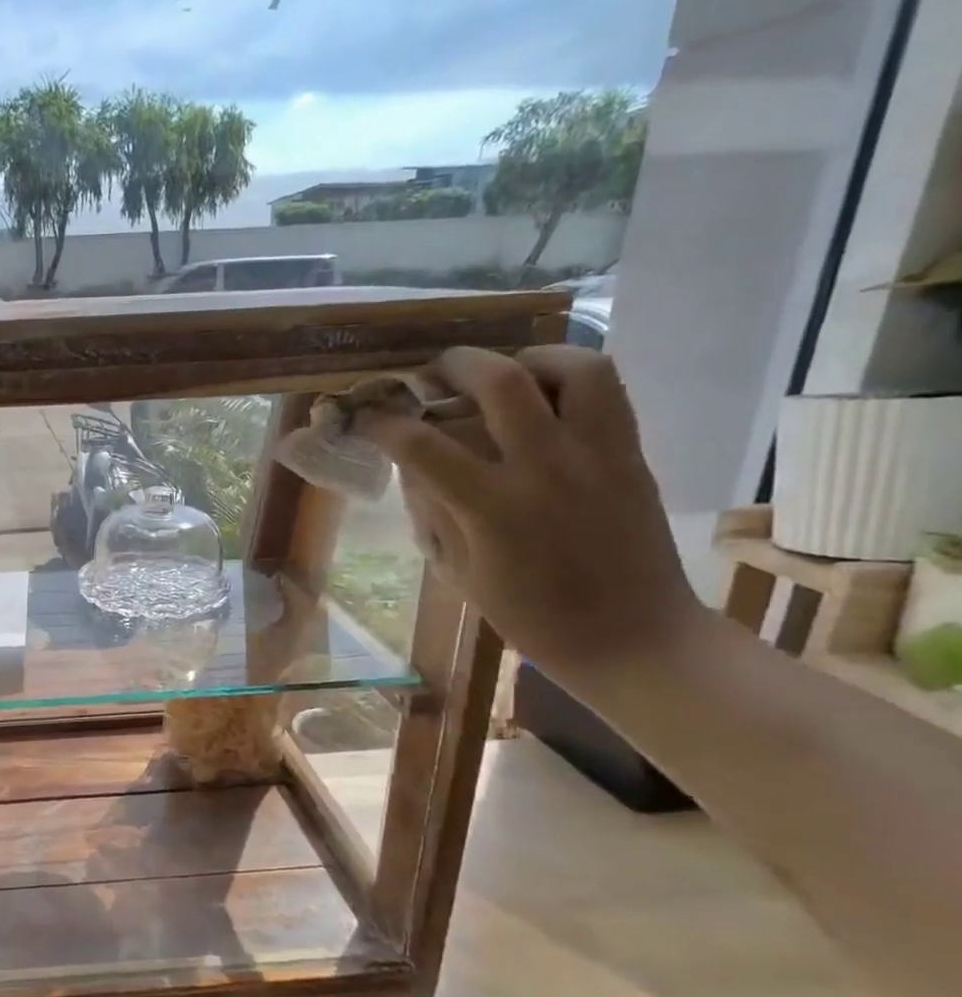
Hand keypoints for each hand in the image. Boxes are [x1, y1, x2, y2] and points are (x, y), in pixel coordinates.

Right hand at [351, 345, 704, 685]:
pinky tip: (544, 397)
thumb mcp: (460, 573)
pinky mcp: (630, 455)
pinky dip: (568, 377)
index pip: (422, 445)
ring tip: (503, 372)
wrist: (633, 638)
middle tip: (432, 373)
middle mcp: (546, 469)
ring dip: (527, 358)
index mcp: (492, 509)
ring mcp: (597, 456)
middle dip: (454, 365)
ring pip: (572, 367)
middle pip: (500, 381)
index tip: (363, 419)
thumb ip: (433, 513)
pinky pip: (606, 392)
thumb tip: (414, 468)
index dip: (382, 424)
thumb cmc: (531, 618)